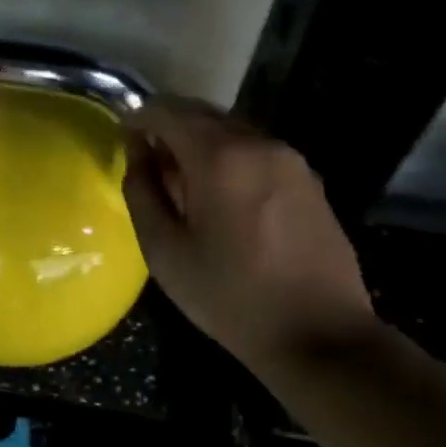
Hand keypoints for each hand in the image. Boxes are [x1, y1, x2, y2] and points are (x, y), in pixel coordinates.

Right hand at [123, 98, 373, 366]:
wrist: (321, 336)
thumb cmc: (230, 296)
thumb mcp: (165, 251)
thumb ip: (142, 191)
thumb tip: (137, 152)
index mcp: (219, 157)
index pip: (168, 111)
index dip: (139, 118)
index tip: (124, 138)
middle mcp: (258, 143)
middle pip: (202, 113)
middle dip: (170, 127)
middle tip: (150, 162)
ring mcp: (290, 158)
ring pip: (231, 130)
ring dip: (201, 142)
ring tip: (185, 182)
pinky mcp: (309, 178)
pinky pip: (256, 150)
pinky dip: (230, 157)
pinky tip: (224, 197)